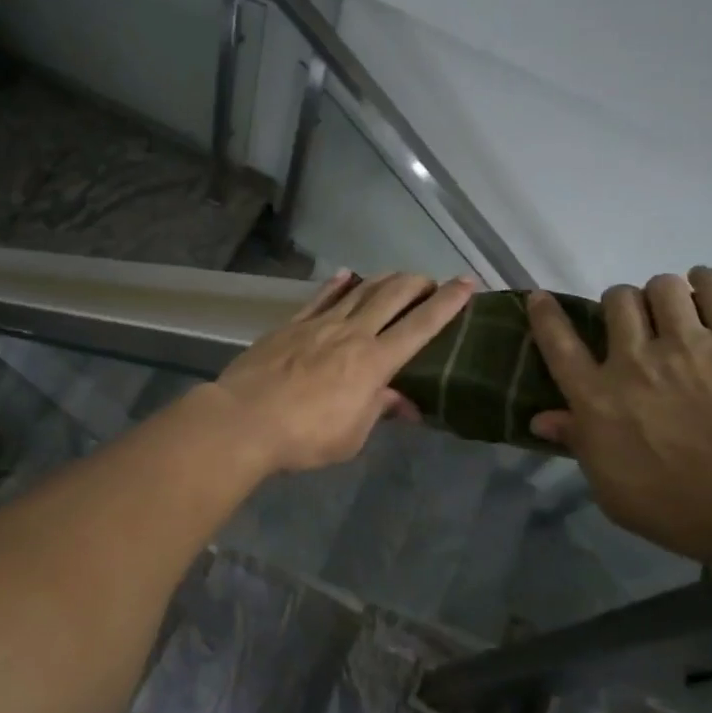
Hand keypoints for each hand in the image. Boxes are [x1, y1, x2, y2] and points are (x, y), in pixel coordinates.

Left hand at [209, 270, 475, 474]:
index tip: (467, 283)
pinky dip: (337, 284)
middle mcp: (352, 333)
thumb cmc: (304, 437)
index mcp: (374, 362)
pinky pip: (319, 297)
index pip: (421, 326)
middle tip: (431, 282)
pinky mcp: (291, 324)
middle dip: (417, 284)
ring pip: (359, 290)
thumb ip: (378, 410)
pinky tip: (346, 275)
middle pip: (392, 296)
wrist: (244, 420)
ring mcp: (319, 324)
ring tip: (398, 276)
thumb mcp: (351, 436)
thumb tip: (403, 402)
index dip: (448, 303)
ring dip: (383, 279)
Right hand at [527, 268, 711, 562]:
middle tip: (636, 325)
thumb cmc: (684, 510)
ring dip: (661, 295)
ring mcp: (686, 345)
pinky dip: (704, 282)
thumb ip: (580, 446)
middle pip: (615, 301)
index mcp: (598, 398)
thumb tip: (542, 419)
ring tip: (675, 311)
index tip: (540, 298)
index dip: (545, 316)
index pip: (558, 344)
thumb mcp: (614, 492)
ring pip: (661, 287)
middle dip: (620, 306)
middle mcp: (634, 361)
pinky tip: (705, 291)